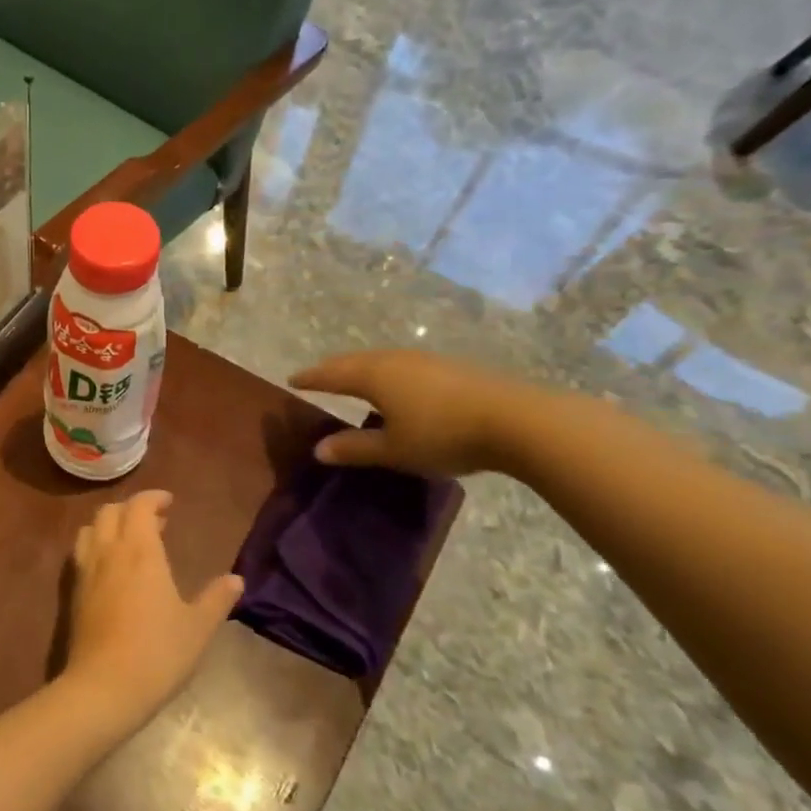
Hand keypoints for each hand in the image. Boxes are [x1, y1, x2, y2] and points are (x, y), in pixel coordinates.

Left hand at [65, 491, 242, 727]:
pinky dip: (95, 545)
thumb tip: (236, 580)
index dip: (153, 498)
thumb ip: (216, 599)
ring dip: (109, 524)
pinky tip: (111, 568)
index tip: (169, 502)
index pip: (139, 506)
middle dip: (131, 508)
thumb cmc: (158, 653)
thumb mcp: (198, 627)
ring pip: (90, 529)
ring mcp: (86, 571)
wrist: (104, 687)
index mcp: (140, 551)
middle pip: (110, 511)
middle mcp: (109, 552)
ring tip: (130, 540)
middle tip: (155, 522)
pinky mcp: (73, 592)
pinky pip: (81, 552)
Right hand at [288, 349, 532, 476]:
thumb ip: (355, 448)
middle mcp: (396, 360)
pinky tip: (397, 387)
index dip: (311, 378)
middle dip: (334, 369)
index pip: (332, 374)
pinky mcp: (452, 369)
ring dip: (362, 369)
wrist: (518, 420)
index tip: (292, 380)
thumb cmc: (443, 435)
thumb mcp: (393, 450)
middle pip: (355, 361)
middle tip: (318, 376)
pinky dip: (388, 374)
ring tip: (354, 380)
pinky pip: (405, 366)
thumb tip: (319, 449)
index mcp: (374, 376)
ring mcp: (427, 361)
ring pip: (382, 361)